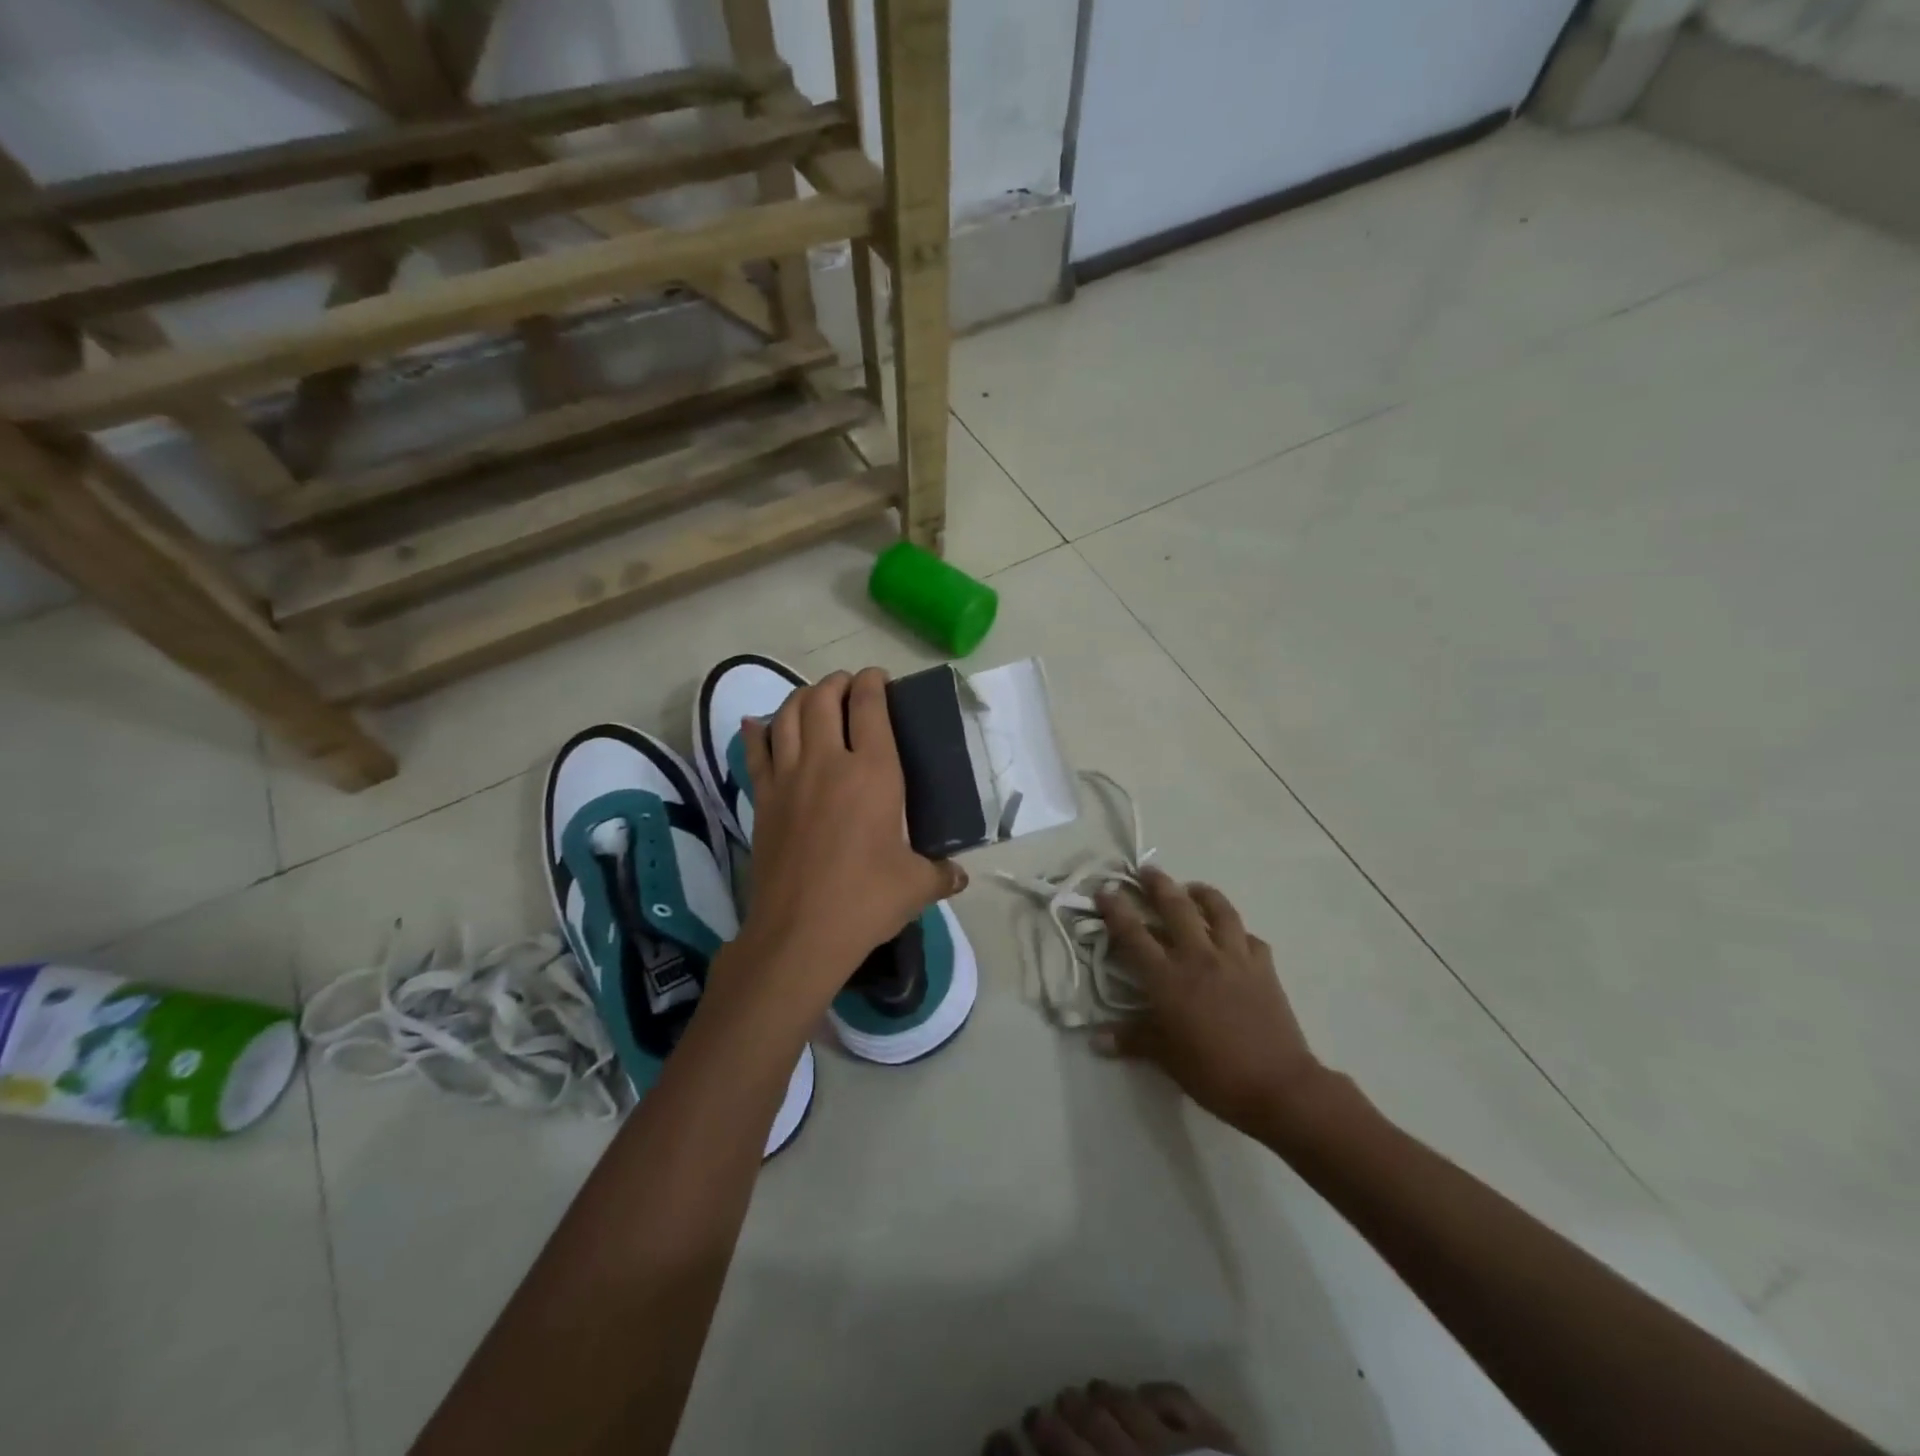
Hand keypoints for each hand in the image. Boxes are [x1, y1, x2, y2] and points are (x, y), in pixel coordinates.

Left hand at [735, 667, 964, 1006]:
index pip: (870, 707)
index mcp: (872, 772)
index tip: (878, 678)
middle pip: (823, 699)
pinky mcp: (762, 800)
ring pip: (787, 716)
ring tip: (812, 698)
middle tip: (848, 686)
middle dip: (836, 683)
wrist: (801, 932)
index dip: (873, 683)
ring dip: (800, 697)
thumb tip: (959, 876)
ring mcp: (788, 778)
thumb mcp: (917, 886)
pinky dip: (757, 733)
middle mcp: (827, 762)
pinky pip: (755, 753)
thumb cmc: (866, 900)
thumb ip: (942, 874)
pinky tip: (757, 725)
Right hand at [985, 1380, 1243, 1455]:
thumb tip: (1042, 1452)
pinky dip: (1148, 1390)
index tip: (1004, 1434)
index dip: (1027, 1443)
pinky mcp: (1210, 1435)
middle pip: (1083, 1425)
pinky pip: (1170, 1395)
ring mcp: (1170, 1443)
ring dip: (1098, 1397)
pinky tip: (1138, 1391)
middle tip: (1045, 1411)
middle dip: (1058, 1418)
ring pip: (1122, 1404)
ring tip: (1086, 1393)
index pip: (1055, 1453)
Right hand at [1092, 867, 1328, 1140]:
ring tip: (1193, 888)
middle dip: (1158, 885)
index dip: (1117, 909)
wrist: (1278, 1085)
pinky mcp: (1264, 968)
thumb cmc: (1214, 1073)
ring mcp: (1235, 958)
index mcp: (1168, 978)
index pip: (1134, 934)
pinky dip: (1239, 931)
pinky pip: (1250, 938)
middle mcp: (1199, 957)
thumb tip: (1096, 1039)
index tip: (1105, 889)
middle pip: (1176, 908)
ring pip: (1219, 911)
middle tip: (1147, 871)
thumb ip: (1132, 1040)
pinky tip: (1235, 935)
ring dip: (1203, 894)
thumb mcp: (1166, 1058)